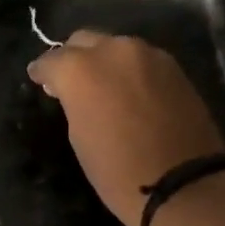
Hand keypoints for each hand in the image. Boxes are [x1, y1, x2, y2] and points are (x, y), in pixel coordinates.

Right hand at [28, 31, 224, 225]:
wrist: (184, 183)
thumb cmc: (116, 169)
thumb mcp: (78, 135)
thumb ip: (73, 101)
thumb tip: (74, 90)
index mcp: (80, 69)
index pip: (50, 60)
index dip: (43, 72)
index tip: (40, 81)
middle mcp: (112, 51)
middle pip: (84, 41)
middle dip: (74, 58)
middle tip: (72, 82)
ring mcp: (147, 55)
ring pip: (115, 47)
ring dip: (105, 62)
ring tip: (105, 88)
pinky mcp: (174, 66)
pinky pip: (141, 60)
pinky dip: (131, 71)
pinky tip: (130, 92)